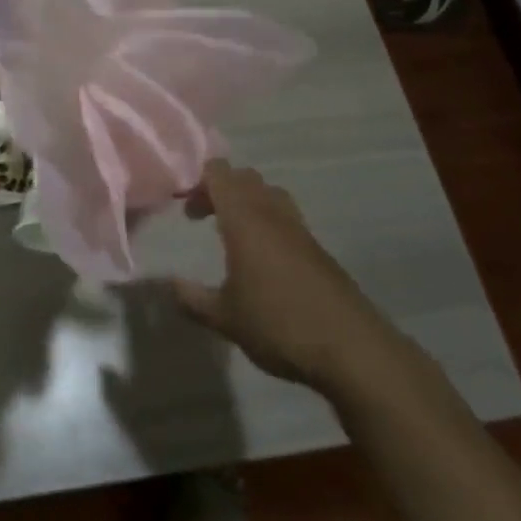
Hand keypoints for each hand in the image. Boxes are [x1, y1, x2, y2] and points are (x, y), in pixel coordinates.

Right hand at [170, 160, 393, 393]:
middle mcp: (271, 212)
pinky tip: (261, 259)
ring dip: (246, 203)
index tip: (182, 204)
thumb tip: (170, 285)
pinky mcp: (317, 247)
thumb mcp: (226, 318)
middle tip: (201, 217)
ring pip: (268, 194)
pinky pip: (285, 216)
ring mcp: (299, 228)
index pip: (219, 172)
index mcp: (244, 218)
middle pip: (243, 178)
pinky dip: (267, 222)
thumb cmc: (279, 324)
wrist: (350, 347)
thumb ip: (193, 299)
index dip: (197, 180)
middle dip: (219, 189)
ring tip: (231, 234)